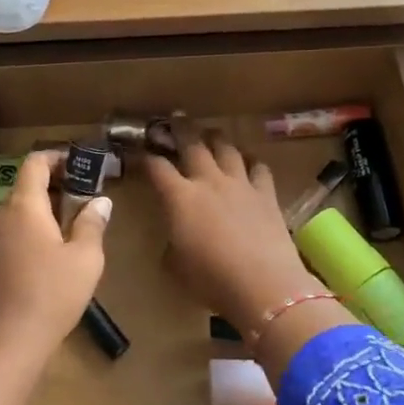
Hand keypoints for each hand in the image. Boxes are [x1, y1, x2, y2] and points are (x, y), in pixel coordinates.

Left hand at [0, 151, 108, 366]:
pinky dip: (26, 236)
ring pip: (15, 216)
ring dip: (40, 216)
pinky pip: (6, 238)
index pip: (34, 164)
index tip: (78, 164)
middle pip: (24, 190)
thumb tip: (100, 201)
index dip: (56, 157)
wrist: (3, 345)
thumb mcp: (85, 260)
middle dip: (54, 190)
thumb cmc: (50, 296)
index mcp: (23, 207)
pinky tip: (44, 261)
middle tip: (83, 202)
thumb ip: (92, 224)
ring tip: (68, 234)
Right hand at [145, 127, 321, 336]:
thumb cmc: (211, 280)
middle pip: (192, 144)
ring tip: (209, 133)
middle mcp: (209, 181)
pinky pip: (258, 166)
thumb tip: (175, 238)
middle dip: (180, 129)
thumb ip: (171, 244)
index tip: (136, 152)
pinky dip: (250, 159)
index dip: (143, 157)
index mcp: (179, 197)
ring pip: (226, 147)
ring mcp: (240, 184)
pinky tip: (247, 160)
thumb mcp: (176, 266)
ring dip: (215, 137)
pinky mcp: (267, 193)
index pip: (156, 167)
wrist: (264, 285)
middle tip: (174, 119)